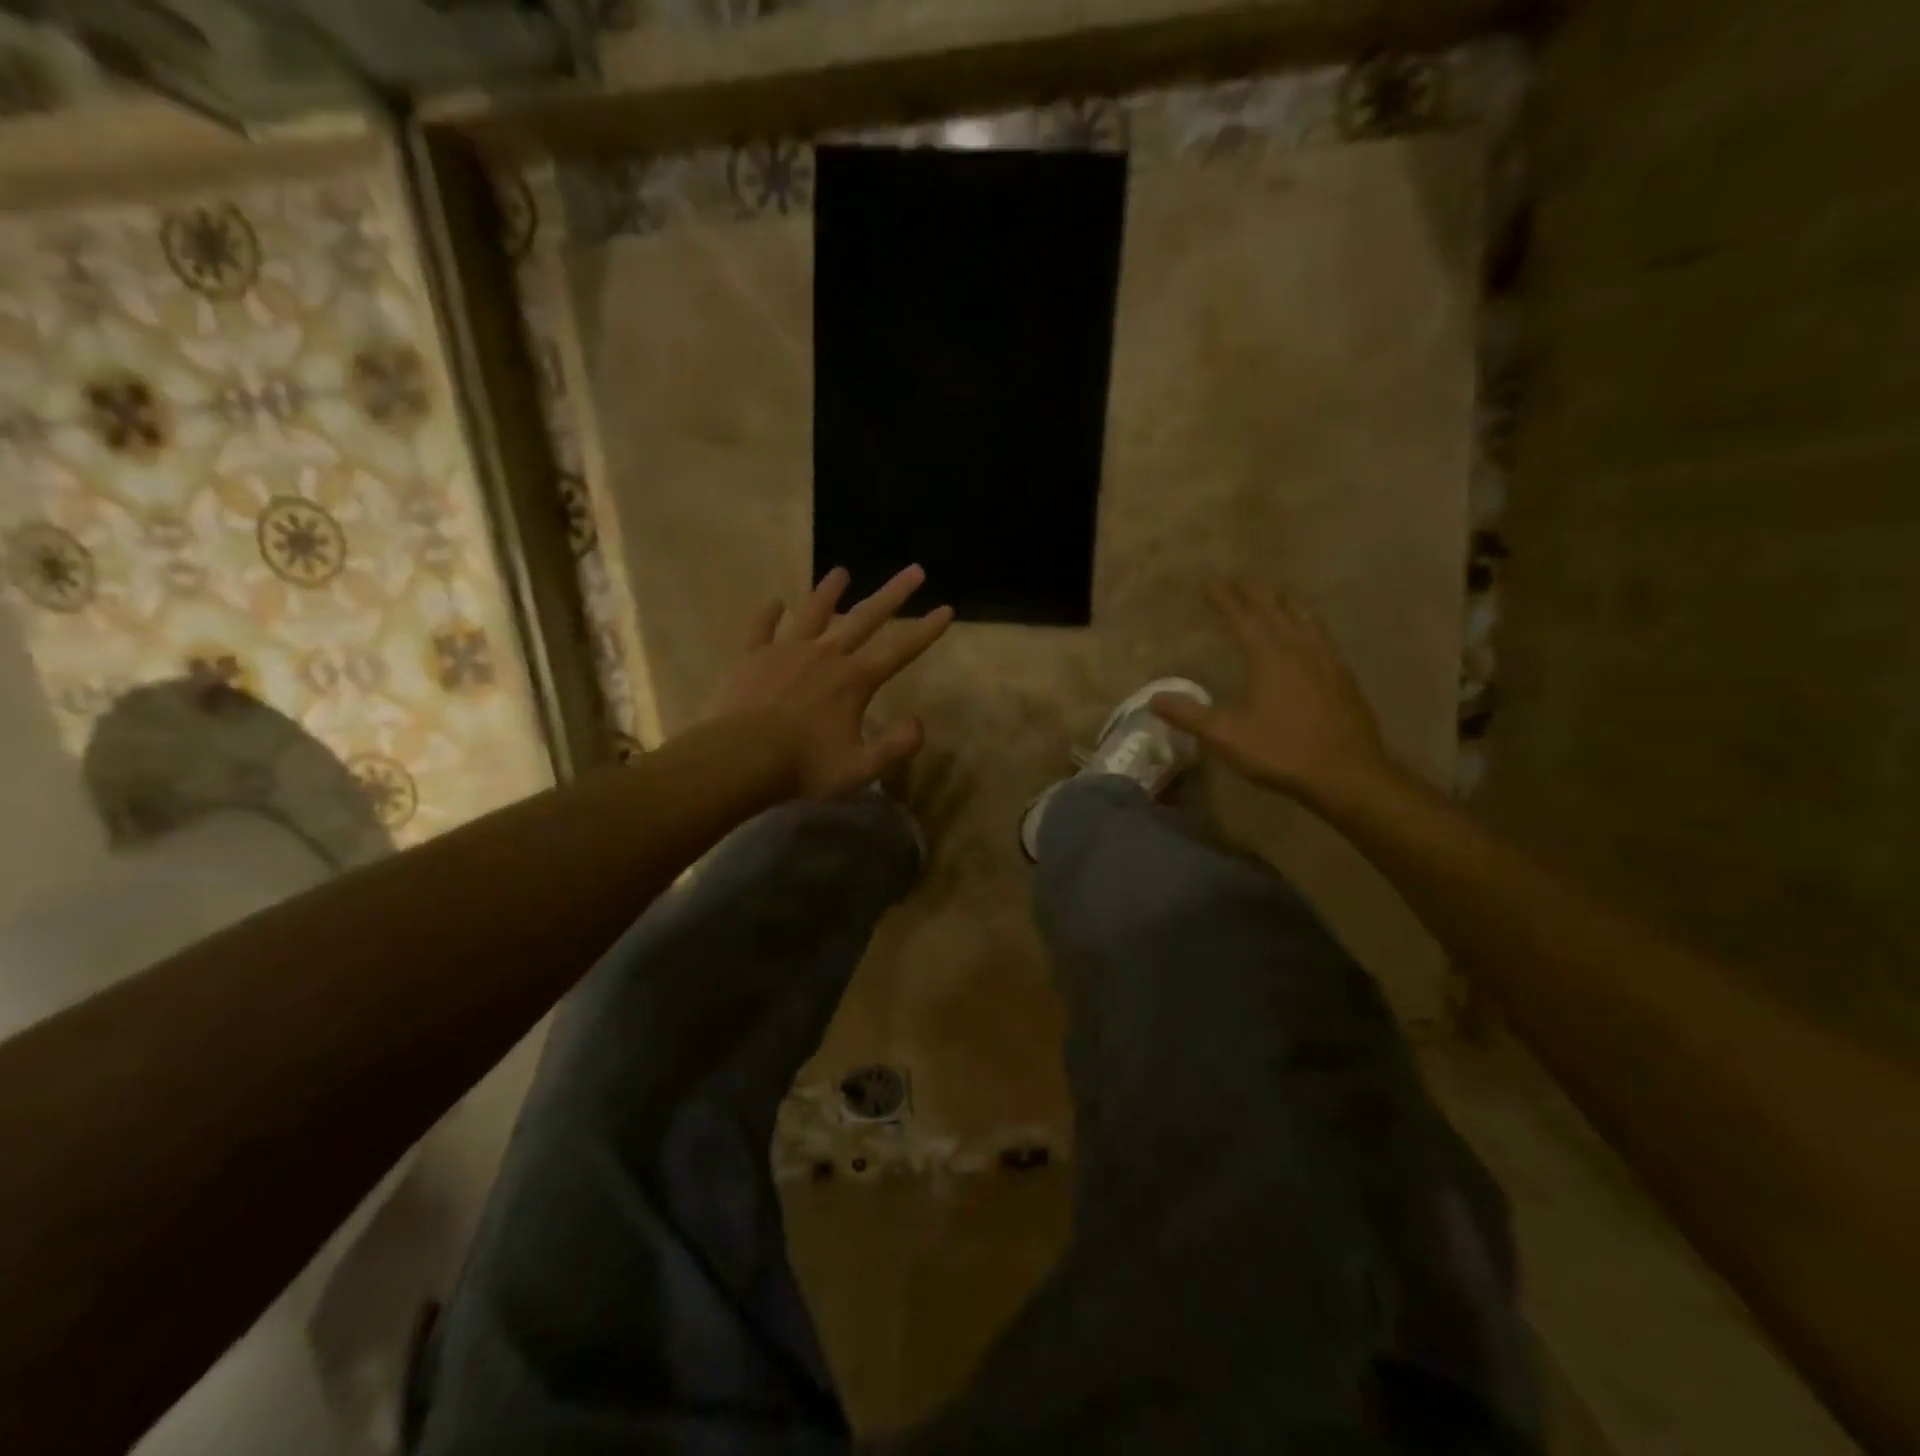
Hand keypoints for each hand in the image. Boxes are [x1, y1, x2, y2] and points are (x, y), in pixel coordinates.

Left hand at [710, 564, 954, 800]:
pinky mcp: (752, 655)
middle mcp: (826, 655)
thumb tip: (919, 724)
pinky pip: (761, 627)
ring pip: (813, 612)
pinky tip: (773, 602)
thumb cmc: (803, 767)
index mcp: (854, 680)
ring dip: (829, 591)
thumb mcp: (860, 769)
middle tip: (915, 570)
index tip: (946, 609)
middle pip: (865, 618)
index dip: (926, 630)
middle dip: (893, 594)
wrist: (741, 758)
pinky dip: (768, 613)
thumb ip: (895, 747)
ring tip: (841, 572)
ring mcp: (786, 650)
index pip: (900, 650)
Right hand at [1151, 583, 1393, 805]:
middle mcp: (1298, 648)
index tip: (1209, 583)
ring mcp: (1326, 660)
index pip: (1242, 617)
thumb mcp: (1227, 736)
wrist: (1348, 773)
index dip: (1224, 599)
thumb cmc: (1282, 751)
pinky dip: (1309, 621)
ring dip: (1286, 601)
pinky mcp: (1343, 676)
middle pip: (1275, 609)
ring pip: (1304, 618)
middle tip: (1238, 578)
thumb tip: (1154, 699)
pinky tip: (1311, 631)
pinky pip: (1323, 635)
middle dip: (1254, 592)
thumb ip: (1190, 716)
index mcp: (1268, 657)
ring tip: (1276, 591)